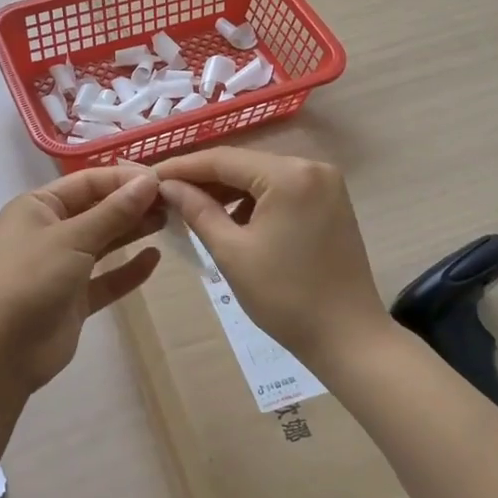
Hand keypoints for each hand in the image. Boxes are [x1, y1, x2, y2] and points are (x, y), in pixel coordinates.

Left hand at [0, 165, 164, 392]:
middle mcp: (49, 231)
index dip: (123, 179)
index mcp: (38, 207)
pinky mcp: (73, 299)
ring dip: (133, 232)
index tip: (161, 180)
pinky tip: (154, 259)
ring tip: (169, 222)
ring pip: (103, 243)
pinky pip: (106, 278)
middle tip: (173, 202)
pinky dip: (128, 270)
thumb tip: (148, 181)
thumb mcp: (73, 238)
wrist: (1, 351)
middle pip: (97, 210)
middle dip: (132, 204)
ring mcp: (61, 267)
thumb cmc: (31, 278)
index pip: (87, 182)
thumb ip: (114, 211)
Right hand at [155, 148, 386, 366]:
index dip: (182, 167)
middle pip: (244, 164)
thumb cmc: (285, 296)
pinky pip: (282, 190)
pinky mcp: (332, 203)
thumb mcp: (231, 252)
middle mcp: (312, 167)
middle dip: (204, 179)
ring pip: (263, 177)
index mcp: (289, 175)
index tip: (149, 177)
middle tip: (166, 193)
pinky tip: (232, 220)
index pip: (223, 159)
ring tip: (192, 208)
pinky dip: (255, 201)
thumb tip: (168, 186)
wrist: (348, 337)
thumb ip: (197, 211)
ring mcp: (326, 184)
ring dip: (228, 191)